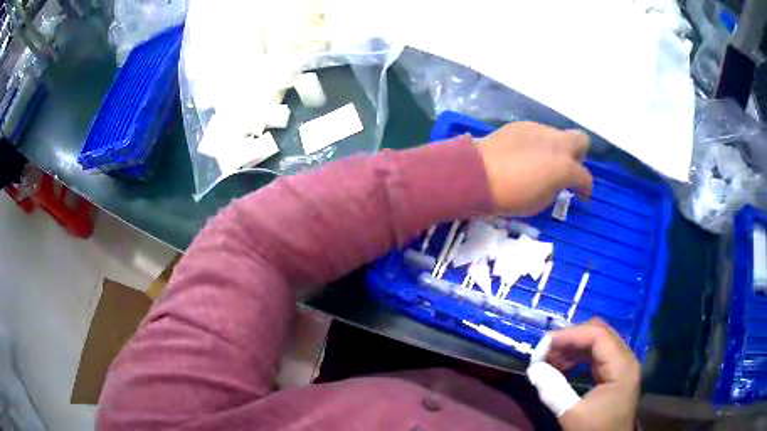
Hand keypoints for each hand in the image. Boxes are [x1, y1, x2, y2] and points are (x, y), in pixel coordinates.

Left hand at [476, 122, 591, 215]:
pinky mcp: (520, 125)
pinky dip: (537, 143)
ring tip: (541, 162)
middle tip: (567, 169)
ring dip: (556, 148)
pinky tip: (523, 154)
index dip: (586, 189)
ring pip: (557, 134)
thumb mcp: (540, 202)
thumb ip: (556, 188)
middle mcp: (557, 143)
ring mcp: (539, 130)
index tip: (582, 196)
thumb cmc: (511, 196)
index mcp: (565, 166)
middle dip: (579, 155)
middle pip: (580, 140)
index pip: (585, 177)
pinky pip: (537, 132)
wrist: (477, 174)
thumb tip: (557, 181)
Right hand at [543, 318, 639, 430]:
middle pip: (600, 333)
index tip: (544, 343)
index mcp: (621, 367)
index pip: (598, 335)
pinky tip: (563, 366)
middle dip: (571, 338)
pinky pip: (598, 354)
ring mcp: (622, 365)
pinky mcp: (616, 373)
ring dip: (574, 347)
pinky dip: (579, 356)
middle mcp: (626, 359)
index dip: (571, 334)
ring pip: (598, 342)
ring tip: (550, 360)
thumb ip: (554, 390)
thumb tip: (533, 368)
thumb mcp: (572, 414)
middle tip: (545, 351)